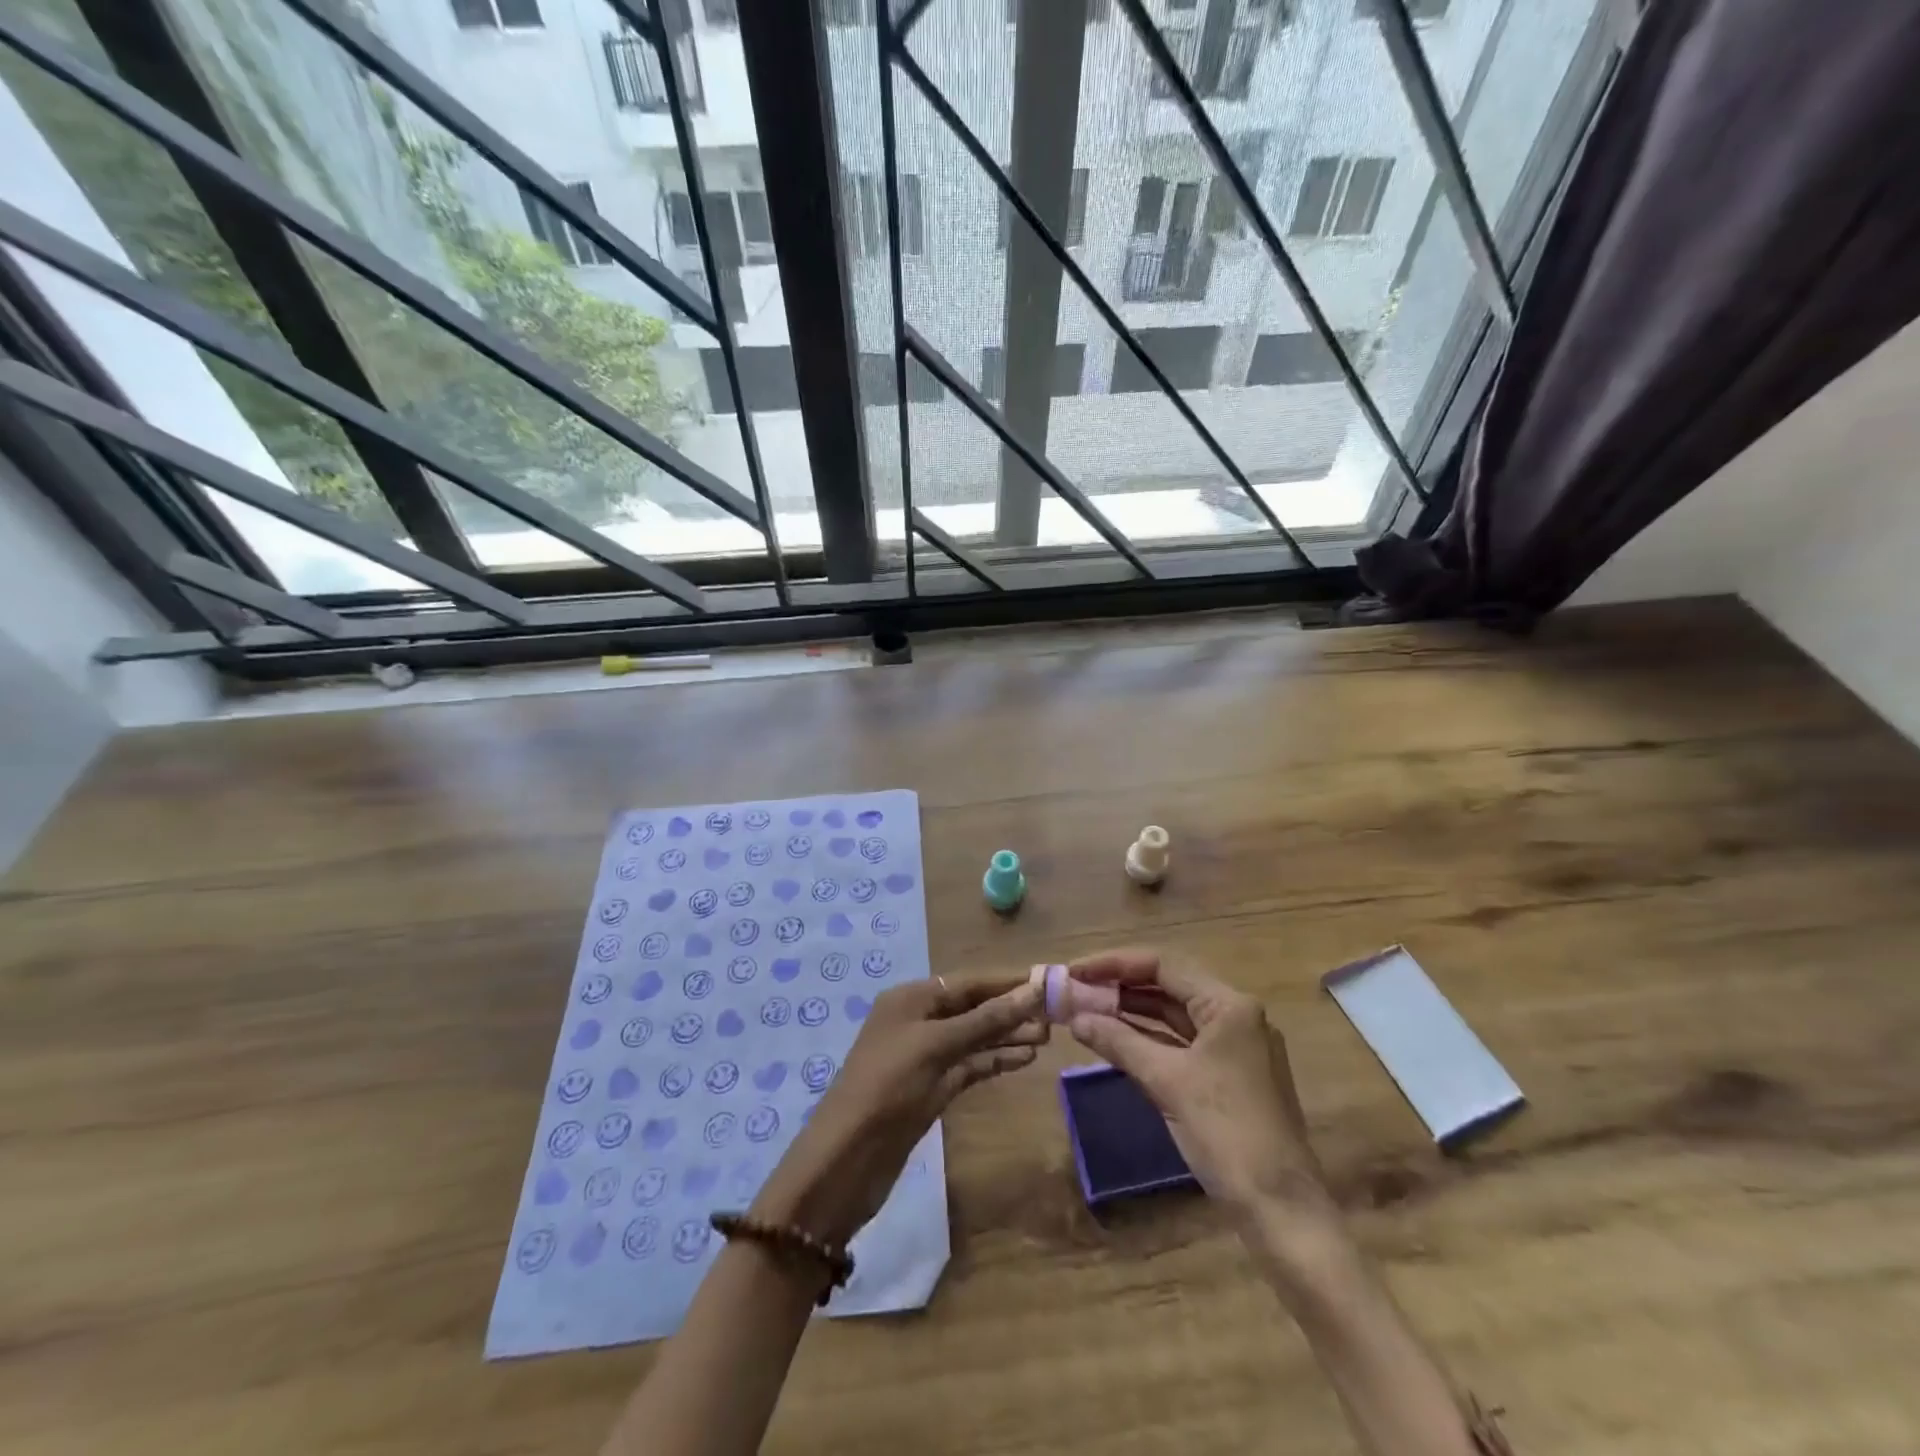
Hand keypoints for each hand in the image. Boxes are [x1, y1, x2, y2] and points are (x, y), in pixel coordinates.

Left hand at [750, 975, 1045, 1246]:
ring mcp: (926, 1055)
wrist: (848, 1158)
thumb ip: (986, 1019)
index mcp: (912, 998)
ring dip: (1008, 1035)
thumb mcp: (937, 1046)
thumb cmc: (888, 1086)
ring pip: (975, 1037)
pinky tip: (1025, 1059)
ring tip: (1048, 1036)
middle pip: (973, 1007)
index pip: (969, 982)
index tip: (1048, 979)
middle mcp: (919, 1020)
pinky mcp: (932, 1087)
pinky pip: (970, 1065)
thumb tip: (1032, 989)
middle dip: (1011, 1009)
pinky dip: (995, 1060)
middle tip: (1056, 1014)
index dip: (1007, 981)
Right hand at [1066, 950, 1334, 1229]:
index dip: (1113, 964)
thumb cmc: (1226, 1133)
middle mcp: (1236, 1015)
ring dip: (1132, 1012)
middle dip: (1120, 986)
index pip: (1163, 965)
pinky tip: (1116, 1039)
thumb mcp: (1167, 1082)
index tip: (1074, 971)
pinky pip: (1182, 1042)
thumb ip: (1119, 1042)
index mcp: (1229, 1005)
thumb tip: (1075, 1017)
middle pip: (1169, 985)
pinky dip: (1149, 1038)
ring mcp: (1235, 1045)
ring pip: (1174, 1014)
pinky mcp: (1230, 1073)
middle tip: (1075, 989)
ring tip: (1087, 1009)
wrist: (1281, 1209)